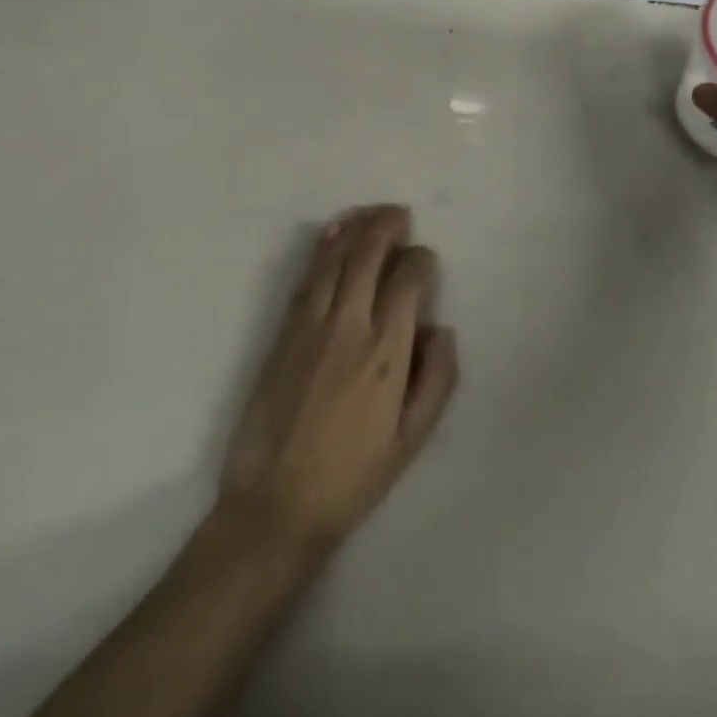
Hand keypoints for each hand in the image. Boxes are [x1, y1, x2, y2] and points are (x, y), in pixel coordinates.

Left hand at [218, 205, 458, 551]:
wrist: (276, 504)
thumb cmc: (354, 475)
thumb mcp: (413, 438)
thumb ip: (437, 378)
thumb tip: (439, 329)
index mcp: (386, 351)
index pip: (407, 280)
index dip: (422, 261)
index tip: (426, 262)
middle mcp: (347, 326)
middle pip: (367, 256)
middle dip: (387, 226)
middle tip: (401, 214)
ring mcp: (308, 327)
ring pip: (333, 259)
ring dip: (353, 228)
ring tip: (370, 212)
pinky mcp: (281, 334)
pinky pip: (306, 280)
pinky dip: (321, 250)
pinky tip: (331, 236)